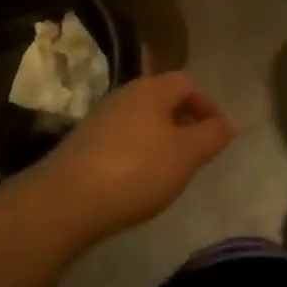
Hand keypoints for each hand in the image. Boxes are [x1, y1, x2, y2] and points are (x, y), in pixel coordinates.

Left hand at [31, 72, 234, 245]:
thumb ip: (211, 136)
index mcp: (152, 89)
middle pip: (162, 100)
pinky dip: (134, 155)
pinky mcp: (81, 145)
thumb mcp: (186, 155)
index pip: (187, 83)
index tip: (216, 135)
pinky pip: (119, 141)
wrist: (61, 203)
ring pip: (140, 121)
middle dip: (183, 123)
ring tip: (166, 172)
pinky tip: (134, 183)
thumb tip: (224, 124)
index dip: (207, 105)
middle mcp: (124, 95)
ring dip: (158, 140)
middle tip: (193, 154)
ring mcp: (99, 119)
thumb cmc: (134, 171)